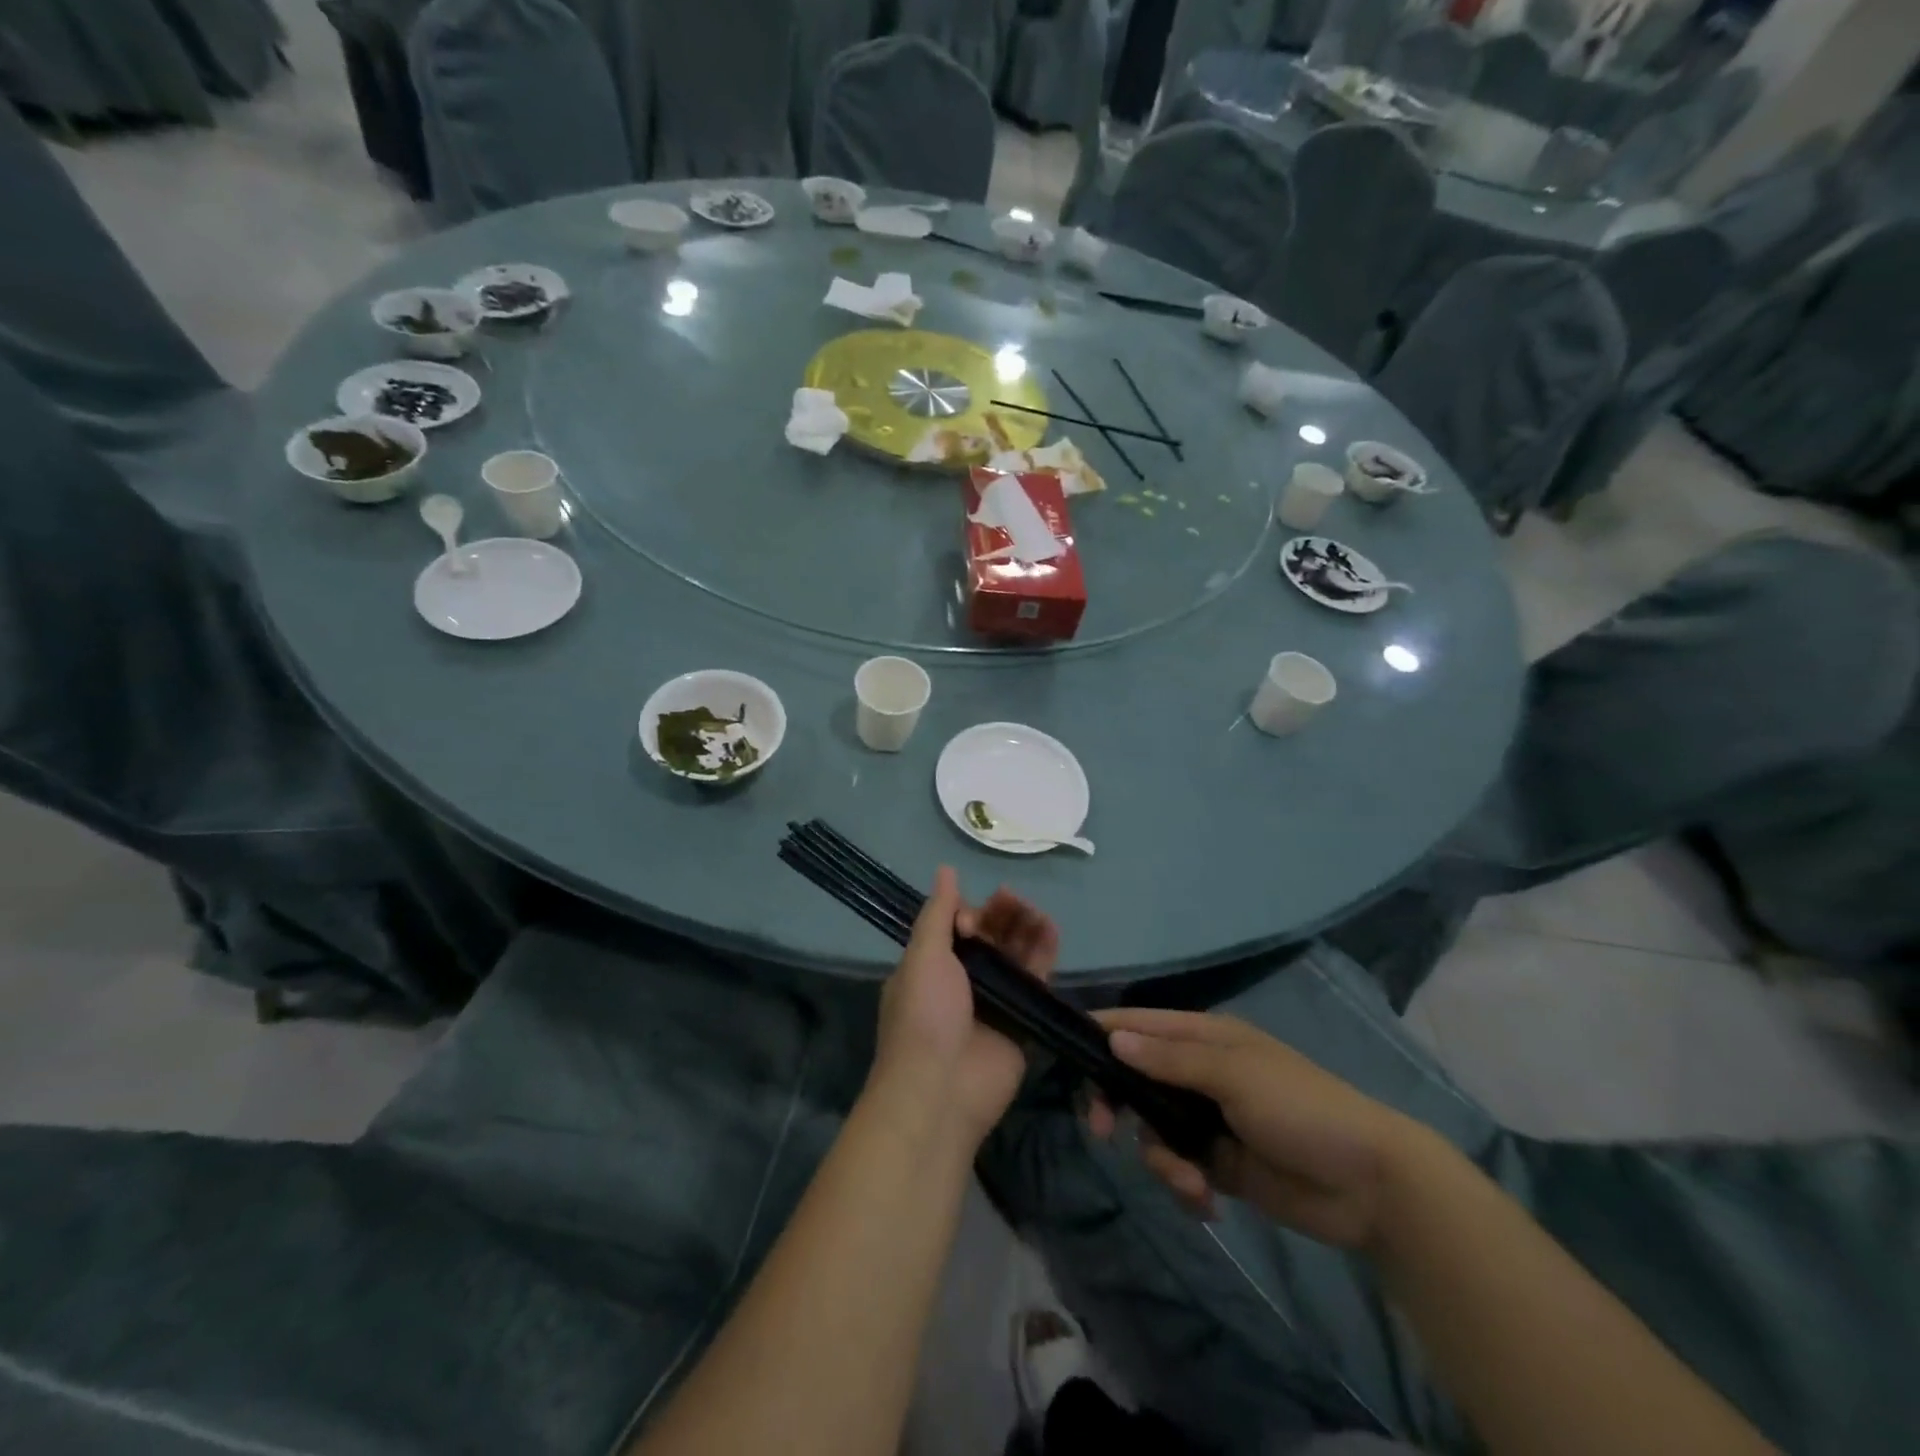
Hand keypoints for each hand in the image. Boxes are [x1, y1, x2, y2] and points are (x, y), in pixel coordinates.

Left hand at [869, 867, 1058, 1148]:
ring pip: (1016, 952)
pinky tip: (1051, 928)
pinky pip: (1037, 978)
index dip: (969, 914)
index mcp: (932, 965)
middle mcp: (964, 979)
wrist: (940, 1091)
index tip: (972, 919)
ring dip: (1025, 926)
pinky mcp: (1023, 1018)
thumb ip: (938, 914)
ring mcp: (995, 999)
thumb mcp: (922, 957)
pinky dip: (1044, 951)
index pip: (958, 925)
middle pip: (991, 935)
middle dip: (1001, 914)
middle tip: (1011, 900)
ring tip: (1035, 911)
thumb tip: (946, 870)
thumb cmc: (923, 1016)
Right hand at [1087, 1009, 1422, 1250]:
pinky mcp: (1218, 1163)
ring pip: (1152, 1130)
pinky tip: (1206, 1201)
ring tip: (1191, 1182)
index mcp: (1204, 1038)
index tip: (1065, 1053)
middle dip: (1118, 1105)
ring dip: (1161, 1159)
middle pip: (1135, 1079)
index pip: (1139, 1025)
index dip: (1102, 1033)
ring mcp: (1207, 1119)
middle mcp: (1199, 1073)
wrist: (1369, 1184)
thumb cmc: (1300, 1108)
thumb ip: (1170, 1060)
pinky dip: (1183, 1183)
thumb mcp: (1234, 1075)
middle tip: (1101, 1130)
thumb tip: (1112, 1039)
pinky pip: (1178, 1166)